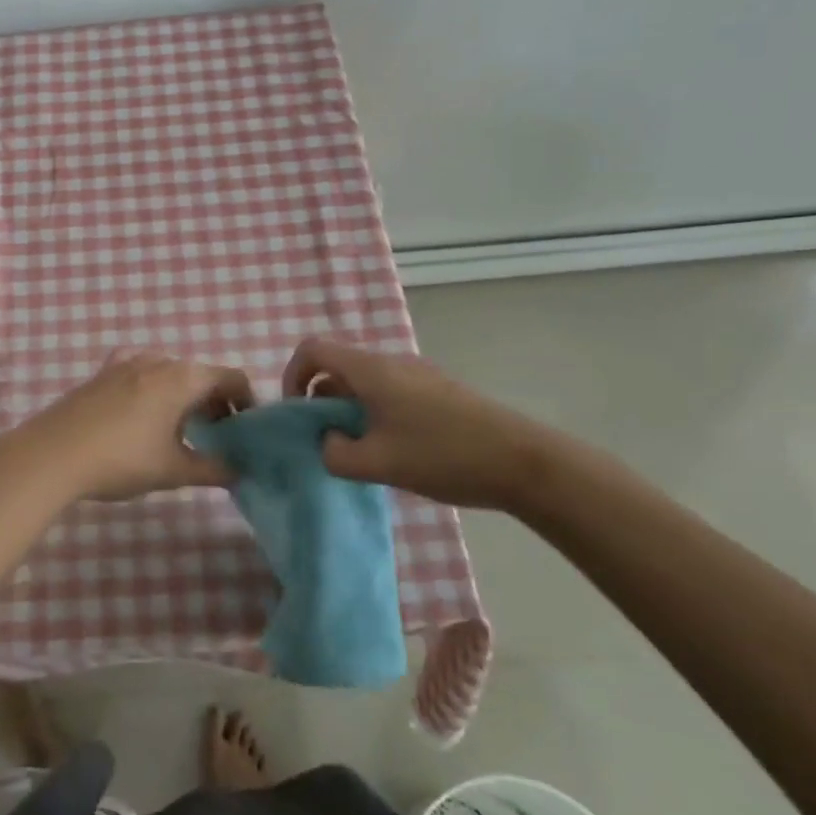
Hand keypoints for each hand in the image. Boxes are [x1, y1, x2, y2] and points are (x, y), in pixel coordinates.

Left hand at [0, 352, 254, 500]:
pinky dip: (153, 386)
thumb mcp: (172, 470)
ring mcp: (125, 363)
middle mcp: (158, 361)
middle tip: (217, 436)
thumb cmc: (121, 459)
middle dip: (215, 401)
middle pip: (200, 373)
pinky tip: (143, 410)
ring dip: (184, 394)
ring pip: (169, 371)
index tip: (246, 429)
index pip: (230, 377)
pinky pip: (139, 370)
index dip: (246, 401)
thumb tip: (239, 470)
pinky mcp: (101, 373)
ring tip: (180, 428)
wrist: (52, 453)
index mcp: (182, 378)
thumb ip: (212, 468)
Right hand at [284, 337, 570, 510]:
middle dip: (321, 402)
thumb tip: (327, 442)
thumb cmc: (443, 456)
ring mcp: (417, 374)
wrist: (522, 461)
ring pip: (364, 383)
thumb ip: (335, 454)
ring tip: (360, 453)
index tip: (297, 415)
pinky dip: (374, 414)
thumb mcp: (377, 464)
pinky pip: (389, 392)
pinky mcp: (436, 391)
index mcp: (371, 370)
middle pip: (338, 367)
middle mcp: (391, 362)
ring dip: (349, 412)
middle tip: (327, 443)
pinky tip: (394, 451)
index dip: (293, 377)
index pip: (313, 350)